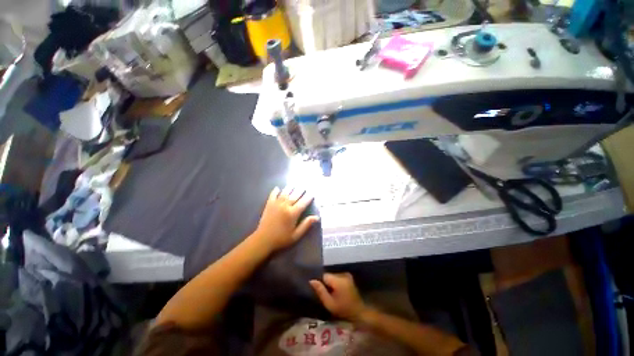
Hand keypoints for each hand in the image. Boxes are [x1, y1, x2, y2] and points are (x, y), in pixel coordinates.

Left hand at [253, 186, 318, 252]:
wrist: (263, 240)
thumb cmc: (281, 239)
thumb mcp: (296, 235)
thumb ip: (306, 225)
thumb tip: (316, 217)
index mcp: (293, 213)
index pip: (303, 202)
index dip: (309, 197)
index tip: (313, 192)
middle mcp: (285, 206)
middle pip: (295, 195)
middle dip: (301, 190)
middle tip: (305, 186)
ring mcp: (276, 204)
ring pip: (285, 193)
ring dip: (290, 188)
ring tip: (294, 184)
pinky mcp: (269, 205)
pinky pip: (273, 195)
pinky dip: (275, 191)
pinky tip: (277, 188)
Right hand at [310, 273, 367, 321]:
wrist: (359, 312)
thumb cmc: (343, 310)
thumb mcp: (329, 303)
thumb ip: (320, 291)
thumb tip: (311, 280)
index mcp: (338, 280)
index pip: (324, 275)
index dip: (321, 283)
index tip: (321, 291)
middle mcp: (342, 274)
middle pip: (329, 275)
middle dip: (326, 283)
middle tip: (327, 294)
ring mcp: (347, 275)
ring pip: (333, 276)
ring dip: (331, 283)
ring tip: (332, 293)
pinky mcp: (349, 277)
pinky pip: (338, 277)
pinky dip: (336, 283)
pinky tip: (337, 291)